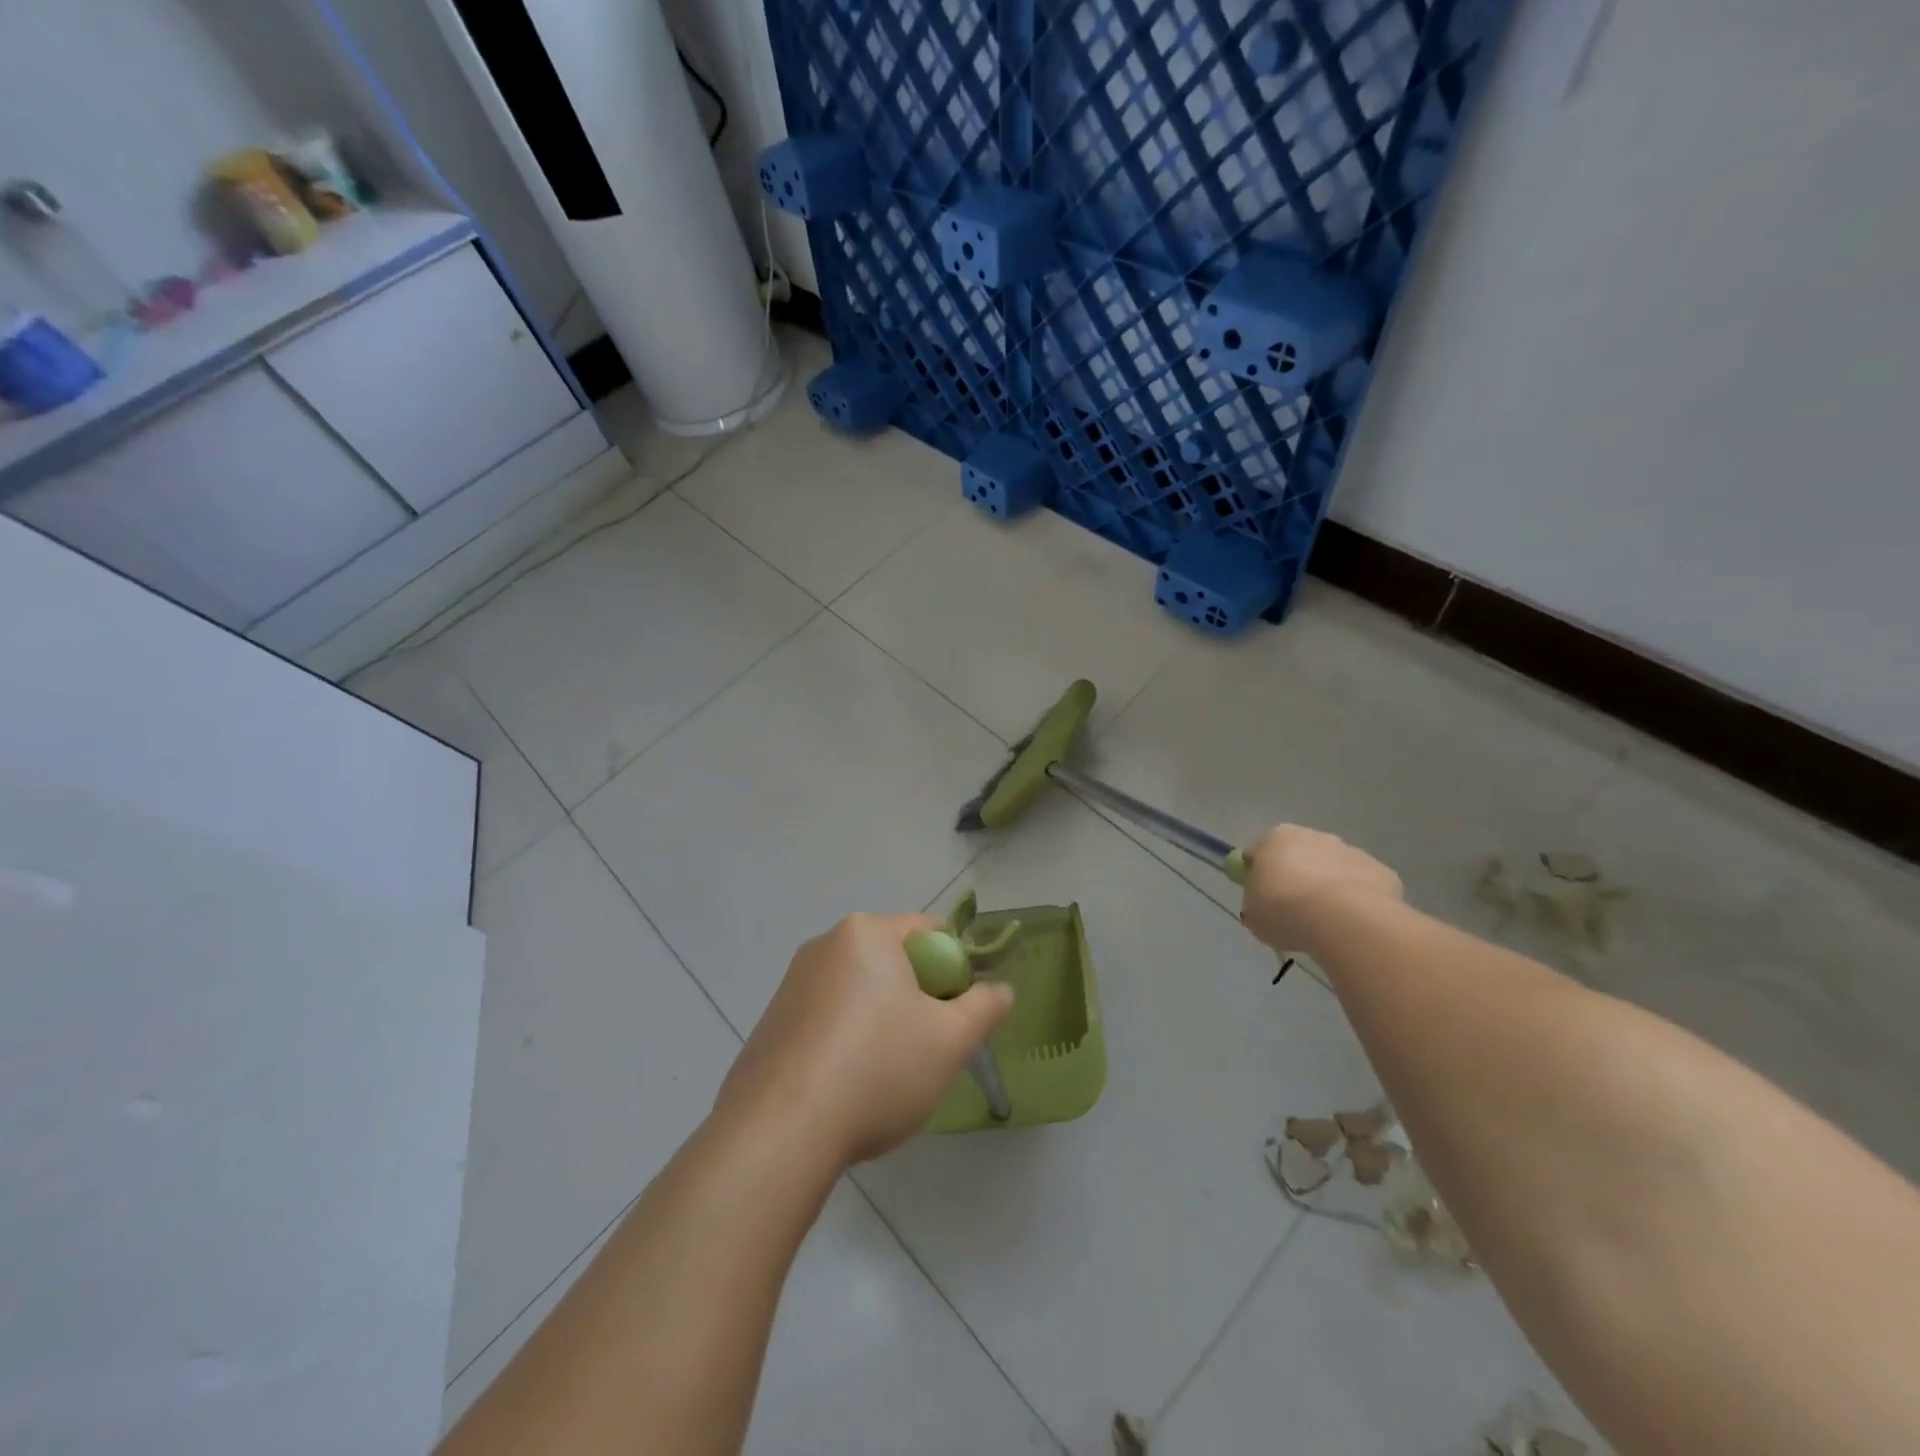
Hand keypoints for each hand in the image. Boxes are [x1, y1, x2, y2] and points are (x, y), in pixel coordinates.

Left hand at [715, 913, 1014, 1167]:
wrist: (780, 1131)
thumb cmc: (877, 1070)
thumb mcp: (951, 1041)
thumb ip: (985, 1007)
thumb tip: (1000, 989)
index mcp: (867, 933)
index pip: (928, 932)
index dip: (955, 969)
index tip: (958, 1013)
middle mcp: (824, 945)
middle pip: (891, 961)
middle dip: (916, 997)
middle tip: (928, 1047)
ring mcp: (791, 984)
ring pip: (857, 992)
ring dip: (880, 1021)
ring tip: (885, 1076)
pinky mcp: (770, 1022)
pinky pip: (824, 1019)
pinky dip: (844, 1041)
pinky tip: (845, 1088)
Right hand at [1239, 824, 1402, 954]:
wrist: (1343, 920)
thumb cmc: (1285, 910)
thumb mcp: (1253, 914)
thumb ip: (1256, 903)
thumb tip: (1264, 905)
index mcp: (1276, 838)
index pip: (1258, 852)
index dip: (1256, 875)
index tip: (1259, 898)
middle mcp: (1314, 836)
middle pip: (1299, 856)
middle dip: (1297, 877)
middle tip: (1293, 911)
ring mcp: (1352, 852)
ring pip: (1334, 869)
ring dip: (1328, 889)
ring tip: (1326, 924)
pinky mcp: (1382, 872)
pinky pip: (1362, 887)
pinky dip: (1357, 902)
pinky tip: (1352, 925)